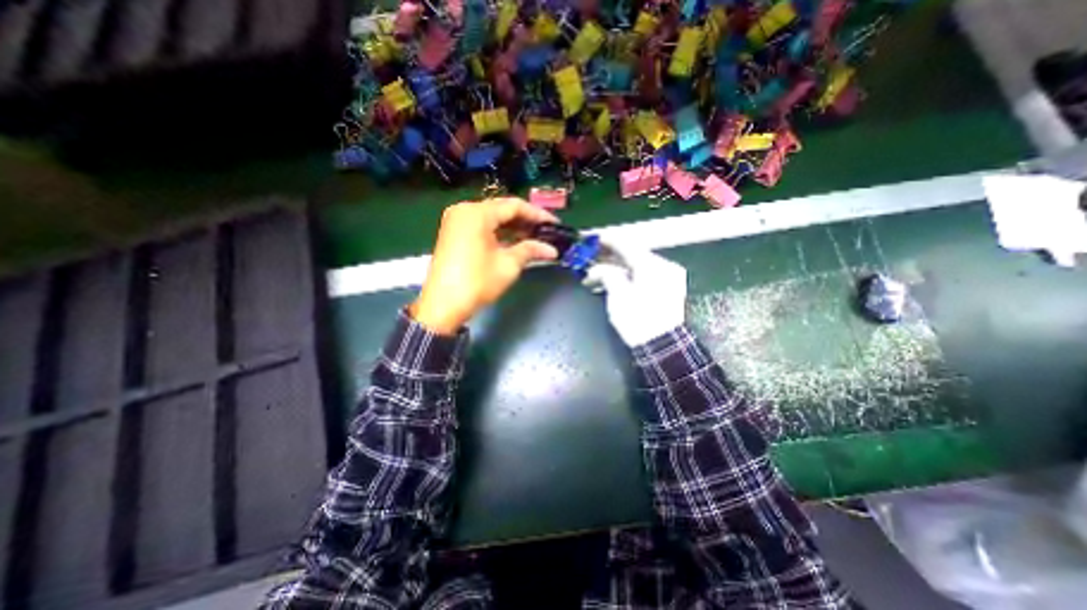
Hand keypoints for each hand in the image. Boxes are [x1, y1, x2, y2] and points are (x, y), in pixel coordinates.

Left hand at [409, 197, 553, 333]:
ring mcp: (456, 221)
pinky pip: (481, 227)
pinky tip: (515, 242)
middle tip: (546, 232)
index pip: (514, 206)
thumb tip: (552, 249)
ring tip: (534, 238)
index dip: (537, 214)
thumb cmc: (477, 282)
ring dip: (513, 228)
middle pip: (502, 210)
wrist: (443, 306)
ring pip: (492, 218)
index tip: (554, 224)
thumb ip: (530, 250)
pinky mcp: (454, 233)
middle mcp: (464, 210)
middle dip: (525, 221)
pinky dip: (499, 233)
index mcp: (477, 213)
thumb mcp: (508, 265)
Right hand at [587, 240, 685, 348]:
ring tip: (597, 275)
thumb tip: (598, 269)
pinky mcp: (668, 289)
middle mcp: (664, 267)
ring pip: (638, 266)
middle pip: (633, 255)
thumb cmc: (638, 320)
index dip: (607, 241)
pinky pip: (644, 275)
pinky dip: (628, 276)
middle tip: (591, 259)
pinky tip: (614, 281)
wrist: (663, 346)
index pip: (626, 245)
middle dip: (610, 257)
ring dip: (617, 268)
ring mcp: (669, 278)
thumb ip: (607, 275)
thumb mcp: (618, 295)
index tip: (592, 239)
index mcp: (652, 265)